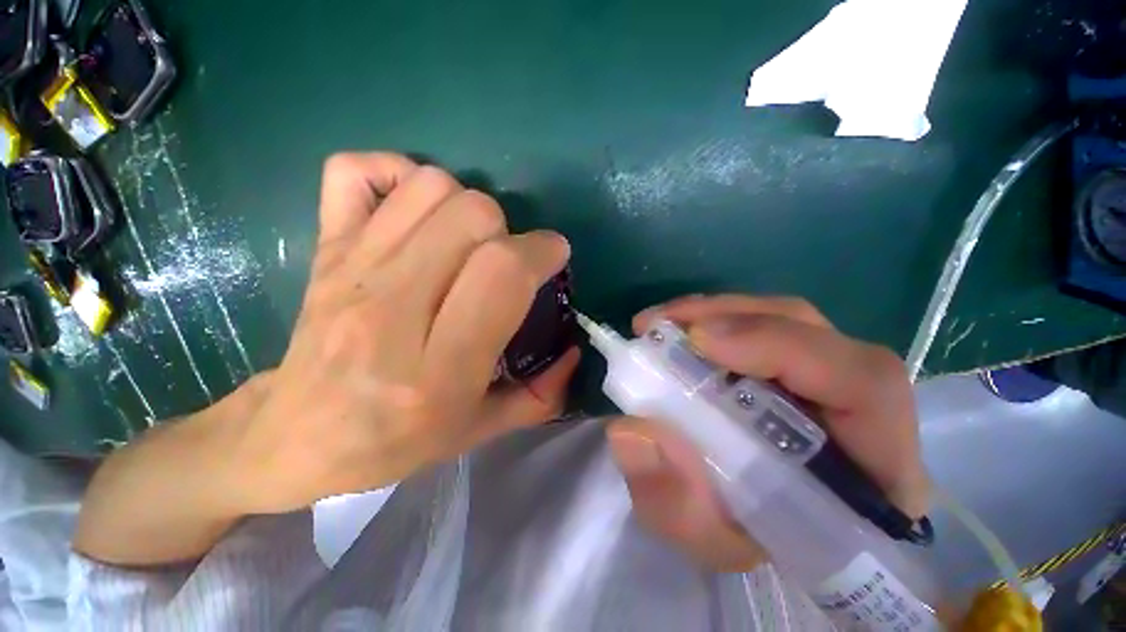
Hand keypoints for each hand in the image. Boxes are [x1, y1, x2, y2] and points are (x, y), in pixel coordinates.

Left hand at [222, 153, 578, 514]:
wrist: (295, 437)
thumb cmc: (393, 441)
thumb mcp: (478, 431)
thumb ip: (539, 397)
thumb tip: (573, 353)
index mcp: (437, 367)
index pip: (501, 273)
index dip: (541, 251)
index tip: (552, 257)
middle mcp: (392, 309)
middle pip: (470, 217)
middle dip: (508, 230)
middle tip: (506, 259)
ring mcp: (350, 269)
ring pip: (428, 187)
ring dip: (466, 205)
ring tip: (468, 241)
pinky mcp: (324, 249)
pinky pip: (354, 172)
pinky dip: (394, 173)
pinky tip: (415, 211)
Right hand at [607, 294, 929, 572]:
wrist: (777, 532)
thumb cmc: (759, 543)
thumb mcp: (714, 542)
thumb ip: (677, 503)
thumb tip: (630, 432)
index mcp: (874, 466)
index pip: (862, 383)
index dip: (780, 346)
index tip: (697, 340)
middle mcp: (859, 405)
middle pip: (810, 330)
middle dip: (727, 316)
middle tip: (658, 324)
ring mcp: (828, 375)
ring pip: (782, 319)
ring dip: (713, 314)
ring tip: (659, 324)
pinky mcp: (796, 365)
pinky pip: (760, 326)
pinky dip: (713, 321)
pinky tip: (678, 332)